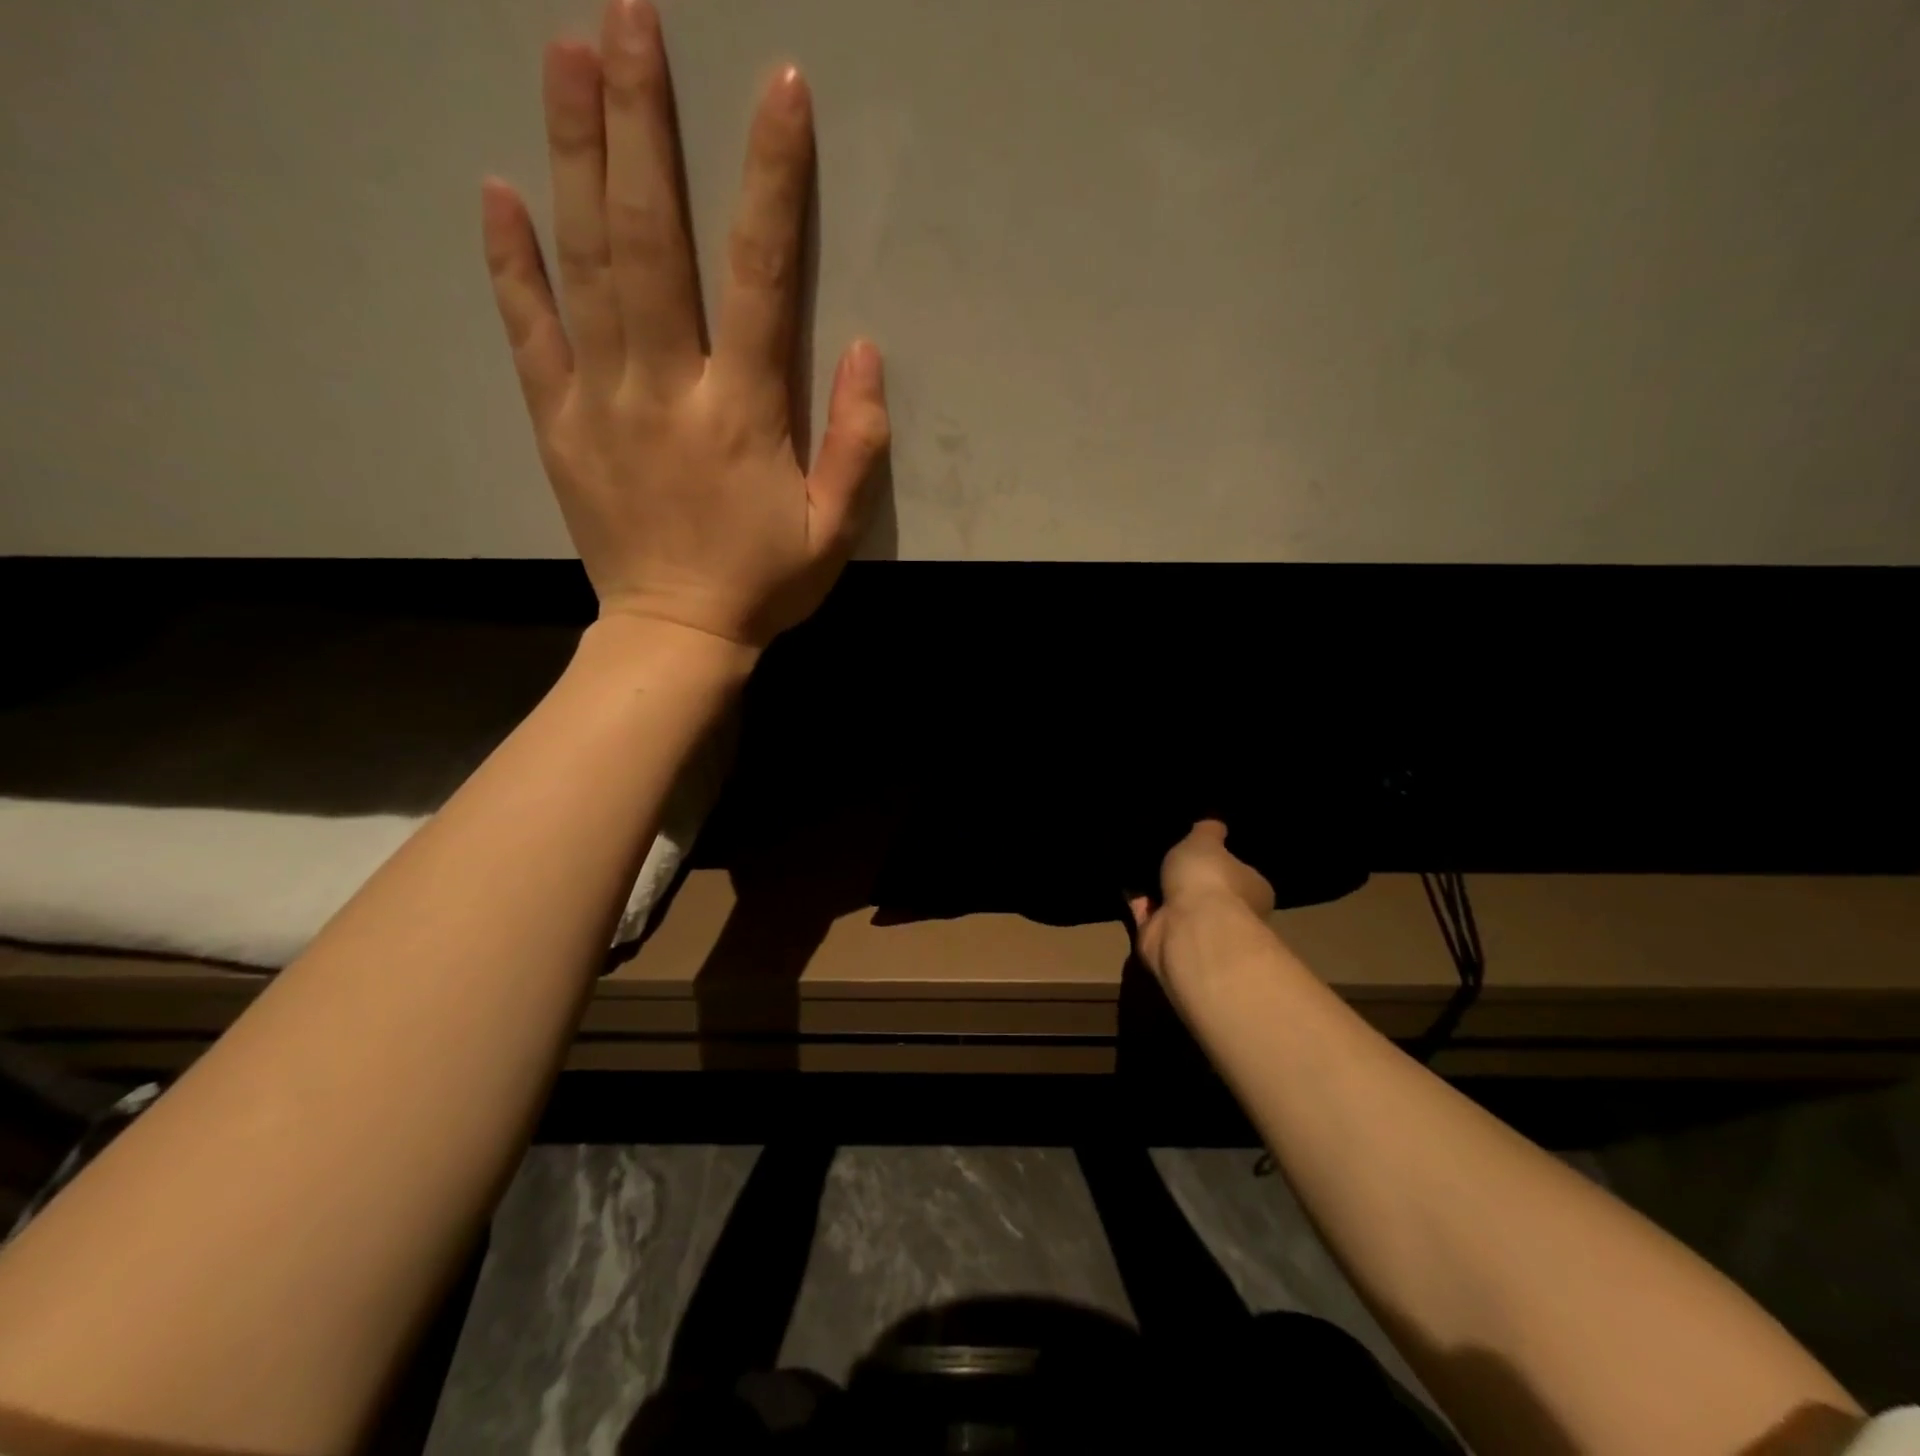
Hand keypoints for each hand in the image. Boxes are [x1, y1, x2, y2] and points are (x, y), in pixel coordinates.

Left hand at [481, 0, 889, 649]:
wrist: (676, 635)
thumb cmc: (764, 584)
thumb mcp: (835, 532)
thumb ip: (858, 445)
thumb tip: (867, 352)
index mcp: (743, 414)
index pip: (760, 275)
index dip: (770, 179)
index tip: (777, 86)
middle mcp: (667, 388)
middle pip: (650, 238)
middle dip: (642, 121)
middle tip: (628, 14)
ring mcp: (601, 400)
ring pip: (584, 263)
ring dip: (572, 153)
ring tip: (565, 52)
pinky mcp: (557, 423)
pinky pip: (528, 331)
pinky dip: (510, 261)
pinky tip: (497, 190)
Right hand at [1129, 820, 1275, 978]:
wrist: (1187, 928)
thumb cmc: (1209, 879)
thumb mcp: (1207, 840)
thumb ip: (1208, 831)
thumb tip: (1215, 825)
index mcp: (1252, 890)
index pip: (1239, 873)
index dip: (1221, 859)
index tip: (1200, 845)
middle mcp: (1228, 914)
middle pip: (1204, 890)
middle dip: (1184, 876)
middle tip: (1162, 849)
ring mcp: (1193, 929)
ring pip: (1173, 902)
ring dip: (1156, 887)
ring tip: (1136, 858)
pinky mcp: (1162, 939)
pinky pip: (1146, 913)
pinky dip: (1135, 899)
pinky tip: (1121, 876)